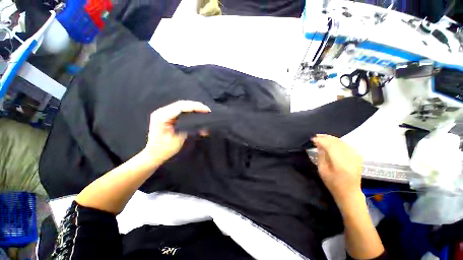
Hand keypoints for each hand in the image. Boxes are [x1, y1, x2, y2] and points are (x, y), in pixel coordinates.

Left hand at [143, 100, 209, 163]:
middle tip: (207, 110)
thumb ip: (191, 130)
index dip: (195, 106)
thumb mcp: (179, 139)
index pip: (181, 106)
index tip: (206, 110)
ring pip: (181, 105)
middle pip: (181, 104)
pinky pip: (179, 110)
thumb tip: (205, 128)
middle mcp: (161, 112)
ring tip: (203, 110)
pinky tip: (195, 112)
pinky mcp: (166, 116)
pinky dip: (189, 110)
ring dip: (193, 107)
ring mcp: (163, 113)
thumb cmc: (164, 149)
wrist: (153, 154)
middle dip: (195, 105)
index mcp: (162, 116)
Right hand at [312, 134, 362, 204]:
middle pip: (337, 142)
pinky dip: (339, 141)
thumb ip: (321, 157)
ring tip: (322, 137)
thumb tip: (319, 145)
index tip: (312, 139)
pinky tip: (333, 142)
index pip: (330, 146)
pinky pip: (347, 145)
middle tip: (316, 136)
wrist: (349, 192)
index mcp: (339, 164)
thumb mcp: (322, 171)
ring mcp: (355, 157)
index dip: (320, 141)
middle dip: (325, 138)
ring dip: (332, 138)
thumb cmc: (333, 183)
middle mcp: (349, 158)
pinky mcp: (358, 157)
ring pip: (343, 142)